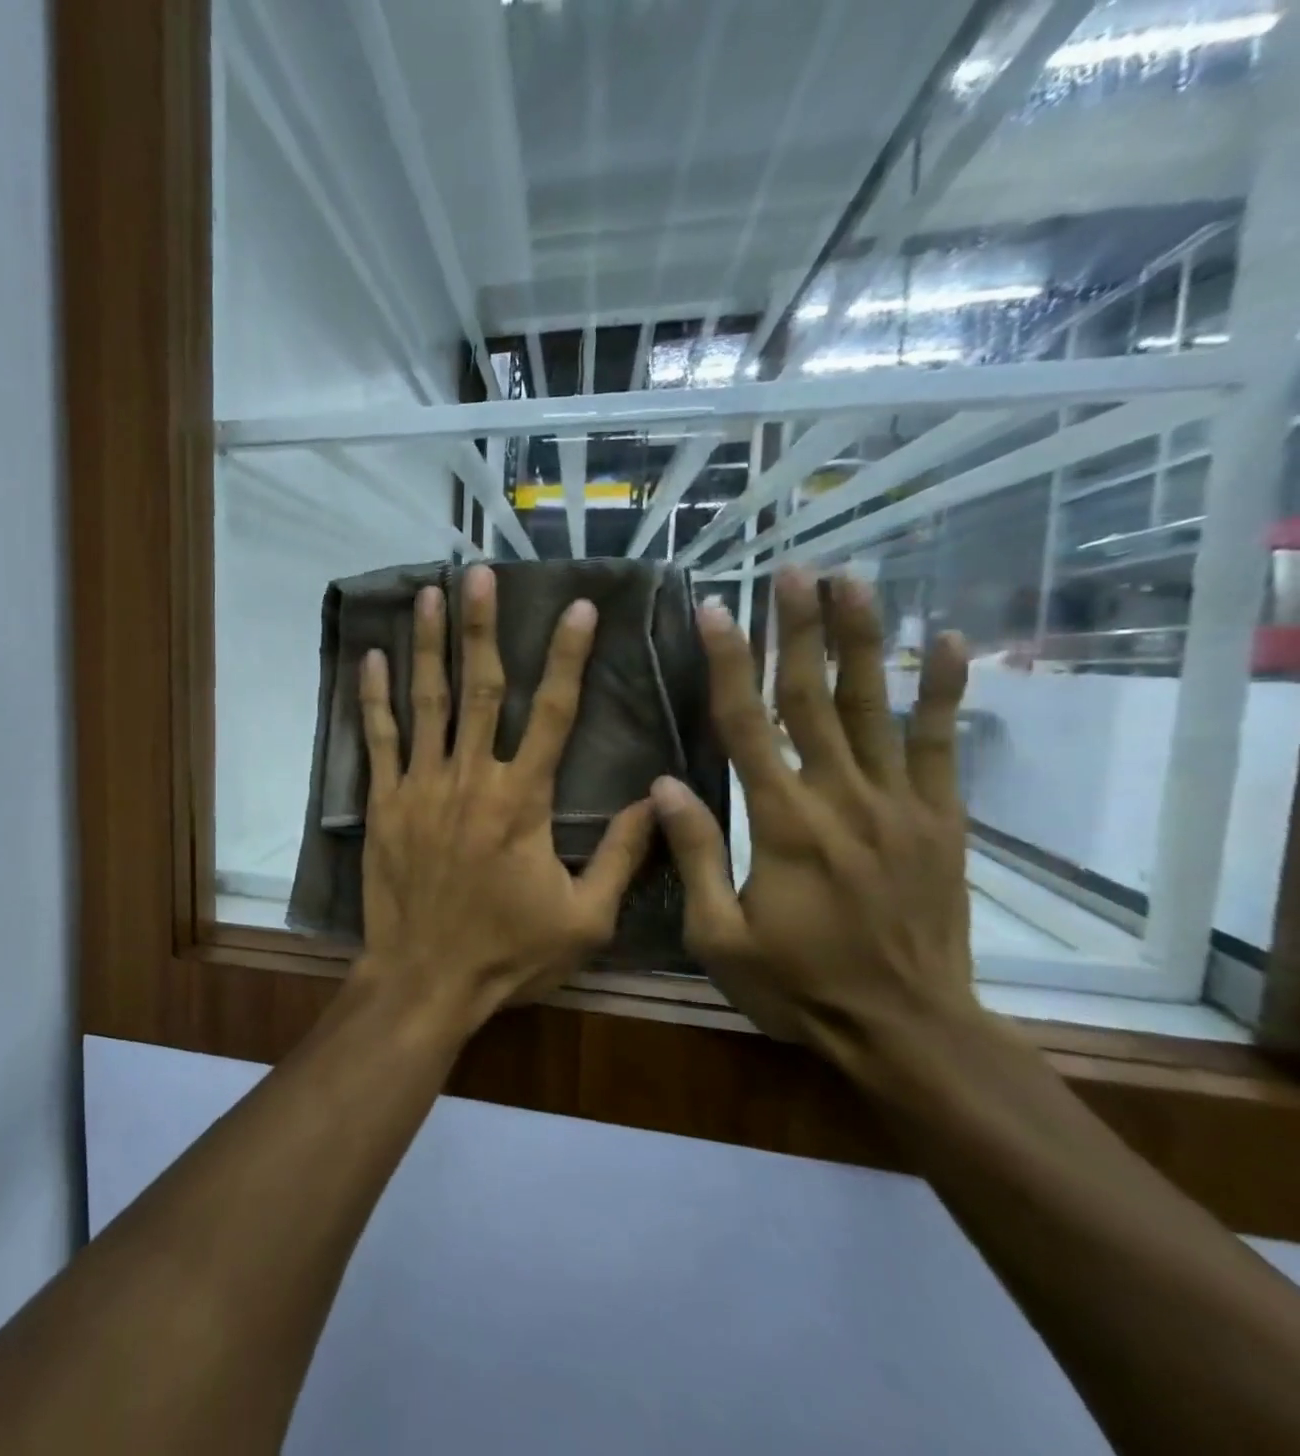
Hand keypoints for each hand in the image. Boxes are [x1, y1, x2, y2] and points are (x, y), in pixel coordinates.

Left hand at [355, 565, 655, 1030]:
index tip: (578, 609)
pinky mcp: (384, 802)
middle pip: (481, 688)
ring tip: (427, 593)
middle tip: (479, 574)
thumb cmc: (507, 953)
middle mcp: (471, 778)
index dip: (569, 658)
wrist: (425, 979)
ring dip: (428, 645)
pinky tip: (371, 658)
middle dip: (482, 627)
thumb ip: (622, 855)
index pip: (555, 713)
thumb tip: (660, 797)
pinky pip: (379, 739)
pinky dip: (375, 697)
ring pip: (427, 701)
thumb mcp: (585, 919)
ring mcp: (421, 786)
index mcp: (524, 800)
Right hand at [650, 570, 977, 1051]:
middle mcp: (841, 800)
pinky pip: (940, 745)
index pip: (746, 727)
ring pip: (876, 706)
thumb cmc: (798, 984)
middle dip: (799, 630)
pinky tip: (948, 642)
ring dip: (862, 640)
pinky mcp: (939, 820)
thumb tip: (664, 784)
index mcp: (781, 825)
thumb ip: (691, 855)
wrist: (908, 1030)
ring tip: (852, 582)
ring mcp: (897, 806)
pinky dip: (945, 691)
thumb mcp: (718, 935)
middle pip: (813, 699)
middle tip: (792, 571)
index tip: (716, 611)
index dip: (729, 665)